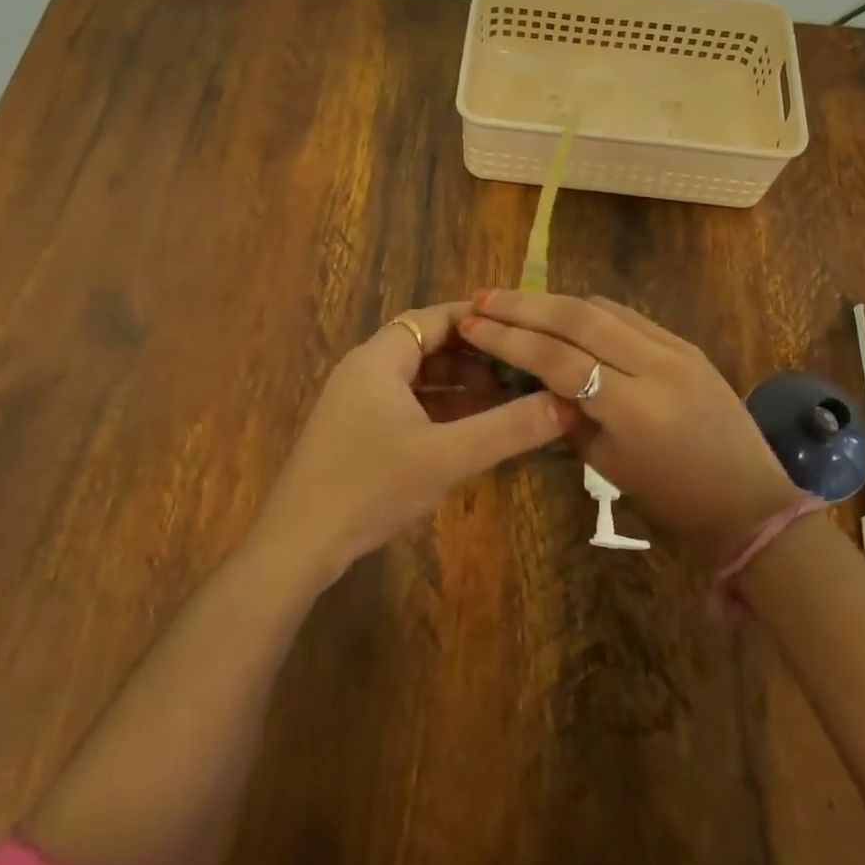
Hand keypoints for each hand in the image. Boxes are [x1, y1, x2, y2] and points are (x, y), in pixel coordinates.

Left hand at [254, 302, 577, 581]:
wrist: (297, 546)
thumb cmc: (370, 487)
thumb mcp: (446, 457)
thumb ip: (507, 429)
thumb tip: (566, 405)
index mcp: (379, 359)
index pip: (435, 318)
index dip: (480, 320)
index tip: (523, 330)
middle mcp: (365, 370)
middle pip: (428, 347)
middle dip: (476, 357)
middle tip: (522, 371)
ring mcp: (357, 403)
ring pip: (418, 380)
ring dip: (459, 387)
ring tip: (506, 401)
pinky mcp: (356, 433)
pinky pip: (407, 406)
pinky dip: (439, 411)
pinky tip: (470, 432)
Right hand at [460, 290, 798, 564]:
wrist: (750, 502)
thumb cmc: (672, 502)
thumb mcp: (607, 465)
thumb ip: (568, 415)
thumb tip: (535, 377)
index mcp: (632, 408)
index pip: (557, 358)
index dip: (508, 339)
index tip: (472, 325)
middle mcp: (655, 365)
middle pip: (577, 318)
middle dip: (524, 304)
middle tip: (483, 297)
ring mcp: (676, 348)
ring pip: (602, 308)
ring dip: (554, 301)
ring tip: (514, 301)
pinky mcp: (687, 343)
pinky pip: (628, 316)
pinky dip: (589, 311)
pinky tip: (564, 314)